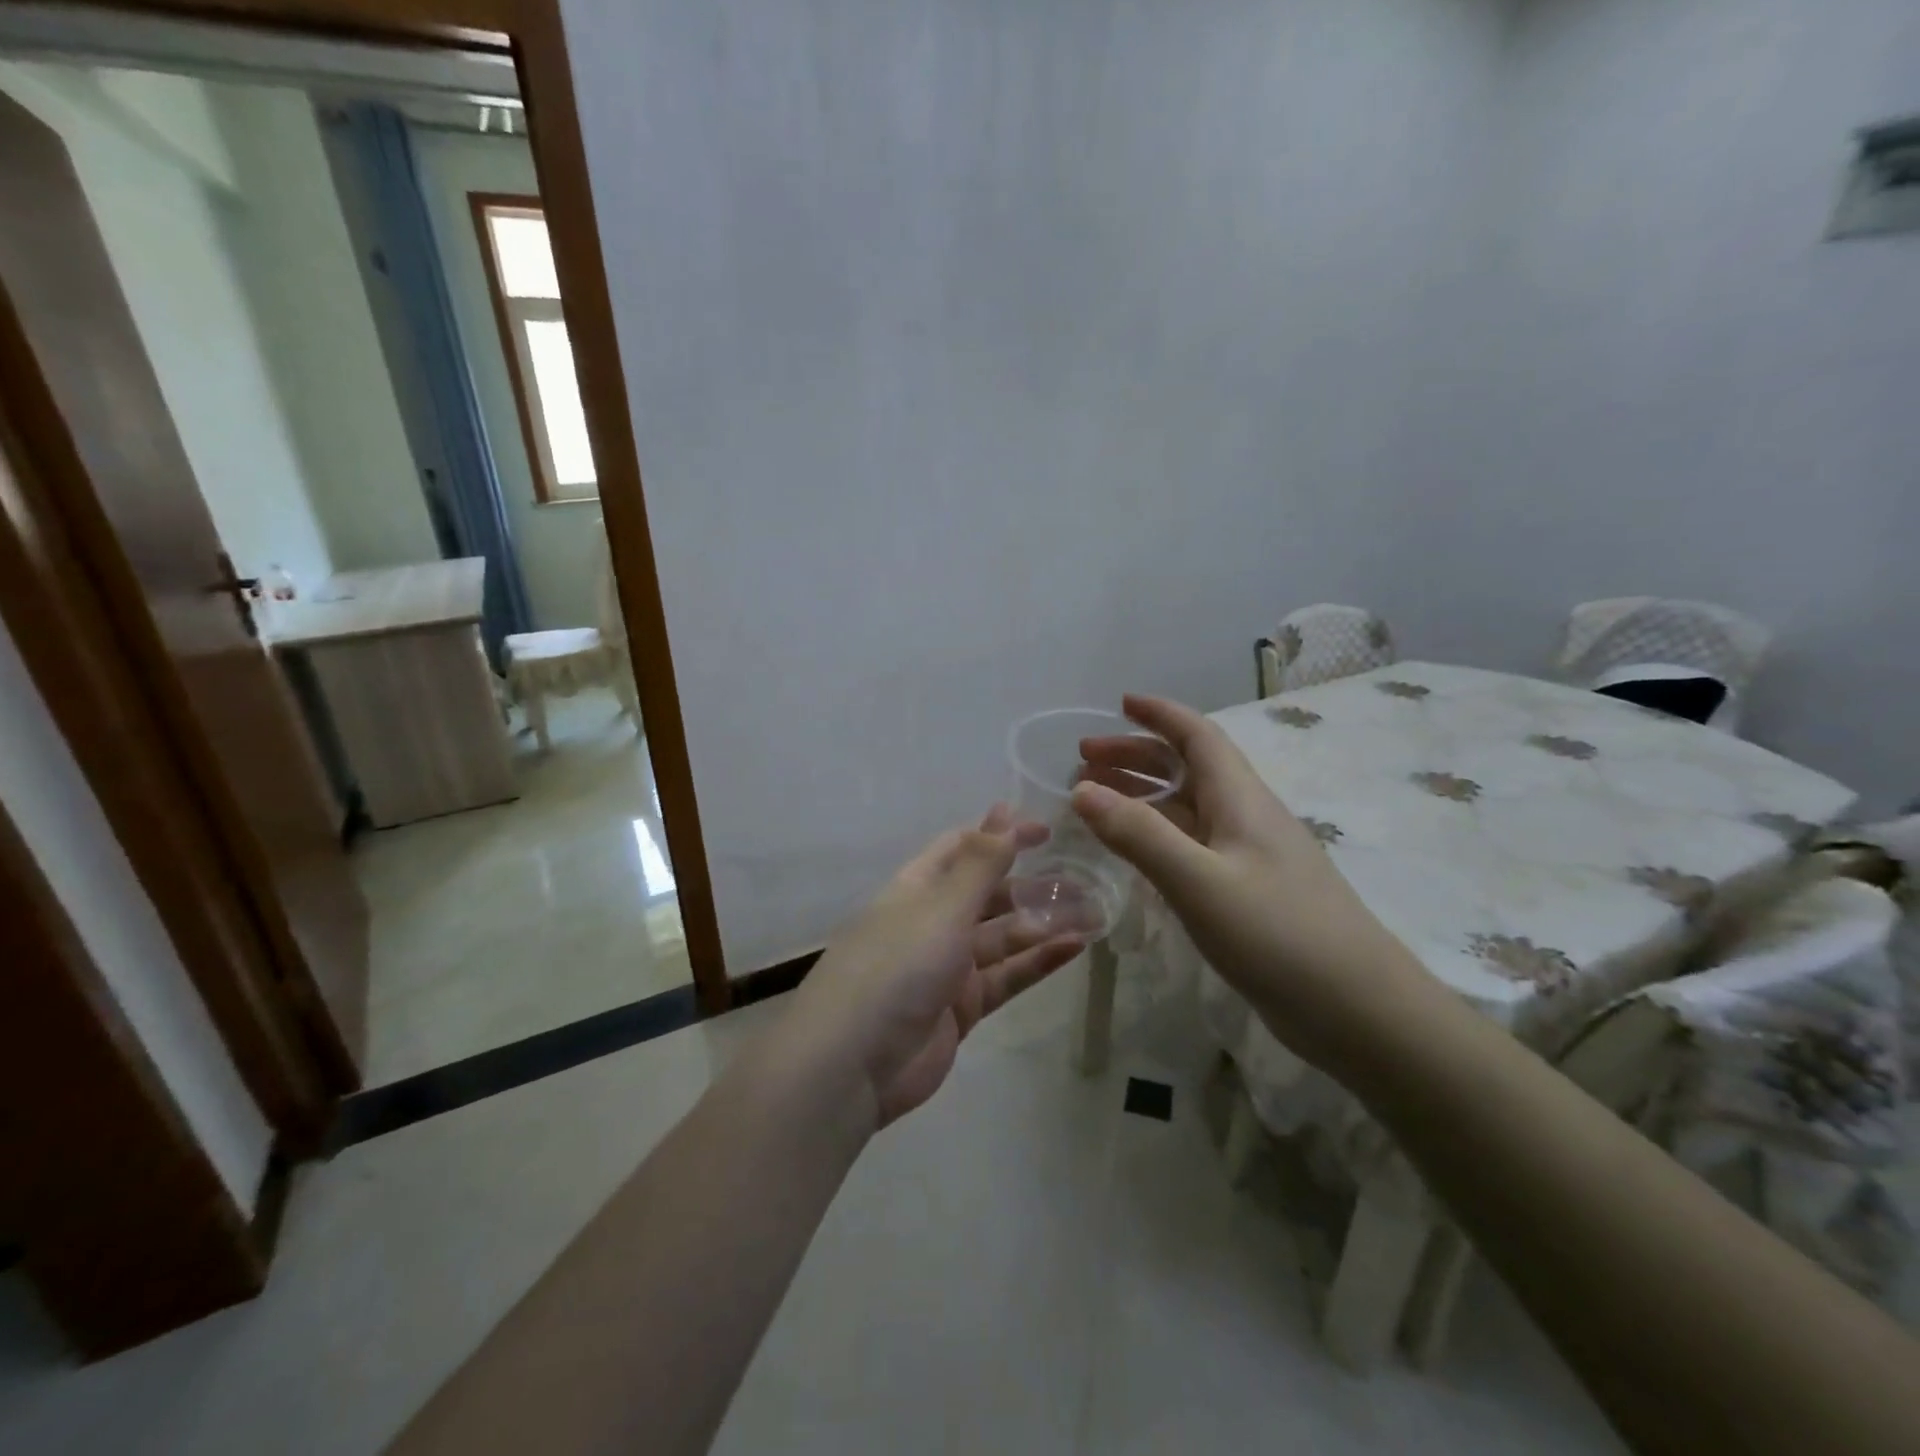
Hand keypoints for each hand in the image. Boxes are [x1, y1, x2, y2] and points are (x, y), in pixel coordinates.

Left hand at [789, 806, 1089, 1126]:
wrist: (852, 1064)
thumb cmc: (896, 965)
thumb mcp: (942, 906)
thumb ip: (980, 863)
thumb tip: (1004, 810)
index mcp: (917, 888)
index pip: (963, 849)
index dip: (1002, 835)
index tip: (1048, 831)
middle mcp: (932, 921)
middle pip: (988, 894)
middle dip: (1032, 885)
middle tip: (1083, 877)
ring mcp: (947, 967)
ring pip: (1004, 937)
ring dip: (1044, 924)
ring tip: (1094, 911)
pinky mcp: (963, 1008)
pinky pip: (1007, 976)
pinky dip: (1038, 961)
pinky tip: (1075, 947)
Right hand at [1071, 694, 1427, 1073]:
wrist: (1359, 1011)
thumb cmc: (1279, 935)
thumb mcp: (1199, 882)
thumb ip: (1140, 835)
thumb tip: (1082, 791)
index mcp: (1240, 799)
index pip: (1197, 735)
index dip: (1159, 714)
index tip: (1119, 702)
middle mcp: (1246, 817)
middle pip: (1188, 768)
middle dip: (1136, 756)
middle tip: (1083, 762)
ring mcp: (1249, 857)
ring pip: (1188, 808)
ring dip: (1143, 795)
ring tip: (1096, 801)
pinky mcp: (1248, 892)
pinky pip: (1193, 845)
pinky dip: (1157, 836)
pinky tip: (1136, 853)